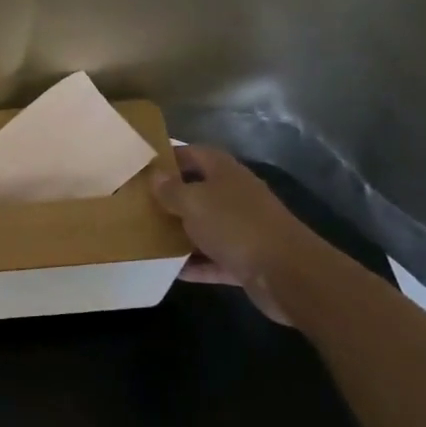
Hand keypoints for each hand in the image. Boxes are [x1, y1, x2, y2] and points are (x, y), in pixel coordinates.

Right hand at [152, 145, 324, 324]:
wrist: (287, 273)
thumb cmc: (236, 226)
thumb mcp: (194, 203)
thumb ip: (171, 190)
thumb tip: (155, 176)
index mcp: (226, 173)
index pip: (195, 154)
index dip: (171, 156)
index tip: (144, 166)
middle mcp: (236, 196)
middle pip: (199, 191)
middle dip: (172, 197)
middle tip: (138, 203)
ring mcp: (243, 229)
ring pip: (206, 226)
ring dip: (181, 233)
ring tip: (148, 236)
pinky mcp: (246, 260)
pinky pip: (213, 259)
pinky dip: (195, 264)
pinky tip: (170, 270)